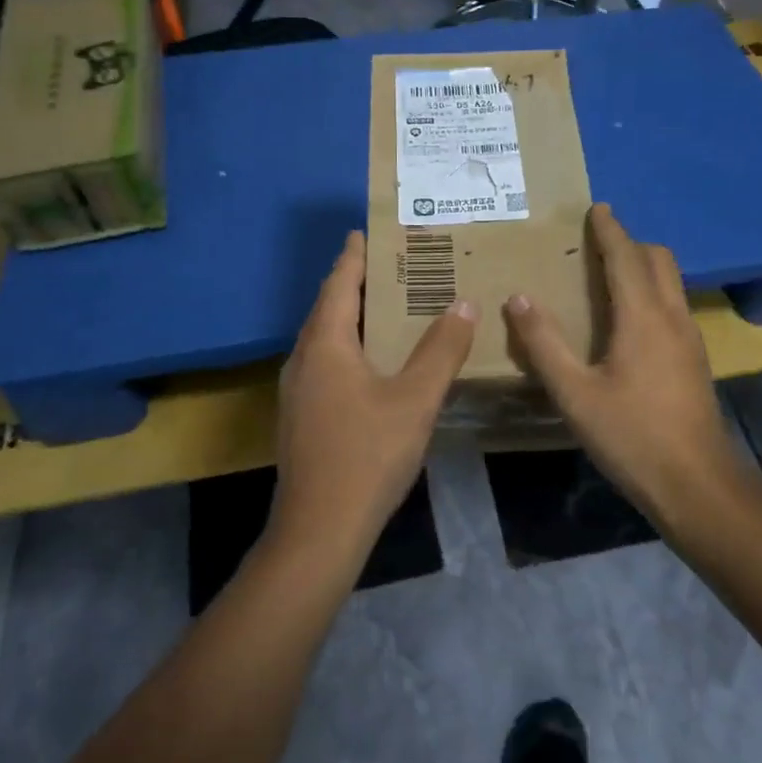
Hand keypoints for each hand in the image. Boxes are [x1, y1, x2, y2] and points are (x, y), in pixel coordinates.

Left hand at [272, 232, 475, 561]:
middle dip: (354, 283)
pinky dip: (348, 346)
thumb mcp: (415, 400)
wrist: (318, 531)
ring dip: (351, 316)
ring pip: (324, 338)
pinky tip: (371, 363)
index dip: (353, 257)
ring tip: (384, 306)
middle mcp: (304, 359)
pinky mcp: (301, 417)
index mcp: (326, 345)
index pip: (340, 285)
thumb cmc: (367, 456)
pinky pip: (325, 363)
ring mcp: (297, 391)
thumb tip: (464, 305)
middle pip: (328, 308)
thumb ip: (441, 351)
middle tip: (388, 264)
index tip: (363, 231)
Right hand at [503, 205, 744, 523]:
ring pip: (671, 283)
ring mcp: (690, 339)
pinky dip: (652, 292)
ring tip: (609, 275)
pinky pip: (673, 306)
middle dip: (630, 243)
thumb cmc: (632, 437)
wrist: (697, 486)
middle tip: (597, 242)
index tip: (597, 208)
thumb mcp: (575, 393)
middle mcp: (672, 317)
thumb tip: (518, 298)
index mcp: (643, 316)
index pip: (626, 256)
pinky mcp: (695, 361)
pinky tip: (630, 321)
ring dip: (643, 267)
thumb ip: (544, 344)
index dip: (610, 230)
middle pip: (658, 260)